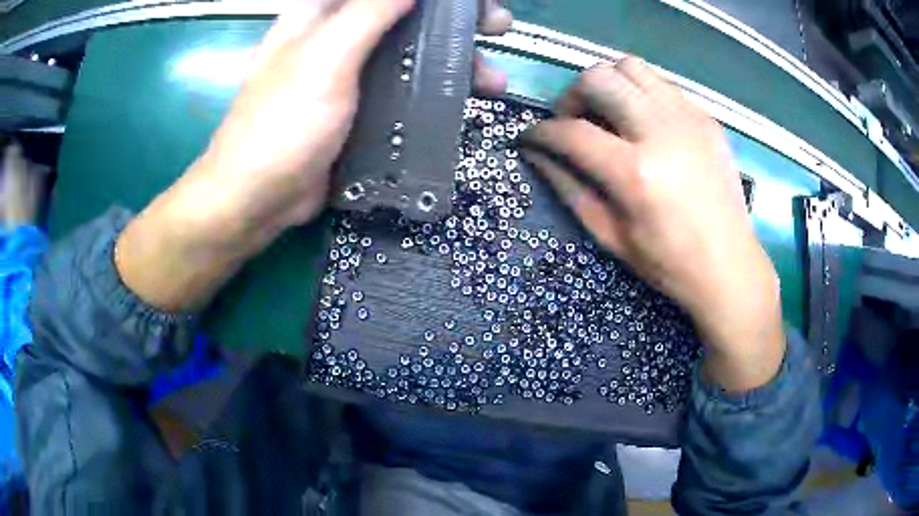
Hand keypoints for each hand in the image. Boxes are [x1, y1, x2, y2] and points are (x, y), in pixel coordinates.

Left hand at [116, 0, 512, 311]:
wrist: (257, 200)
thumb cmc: (283, 124)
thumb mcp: (326, 58)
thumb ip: (369, 11)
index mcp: (323, 14)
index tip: (468, 2)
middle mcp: (339, 37)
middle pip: (406, 15)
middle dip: (453, 21)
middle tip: (496, 27)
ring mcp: (351, 75)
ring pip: (411, 54)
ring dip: (454, 61)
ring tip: (492, 81)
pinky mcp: (361, 109)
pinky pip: (405, 90)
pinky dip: (435, 93)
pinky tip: (461, 104)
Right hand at [522, 59, 784, 391]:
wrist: (729, 264)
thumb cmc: (668, 262)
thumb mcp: (609, 235)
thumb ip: (568, 187)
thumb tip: (536, 153)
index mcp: (636, 173)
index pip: (572, 132)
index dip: (541, 132)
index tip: (532, 137)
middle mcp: (662, 132)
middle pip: (598, 78)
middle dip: (573, 96)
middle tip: (575, 122)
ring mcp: (688, 118)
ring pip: (630, 66)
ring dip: (608, 84)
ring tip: (609, 114)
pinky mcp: (706, 117)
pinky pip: (660, 83)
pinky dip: (640, 93)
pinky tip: (643, 122)